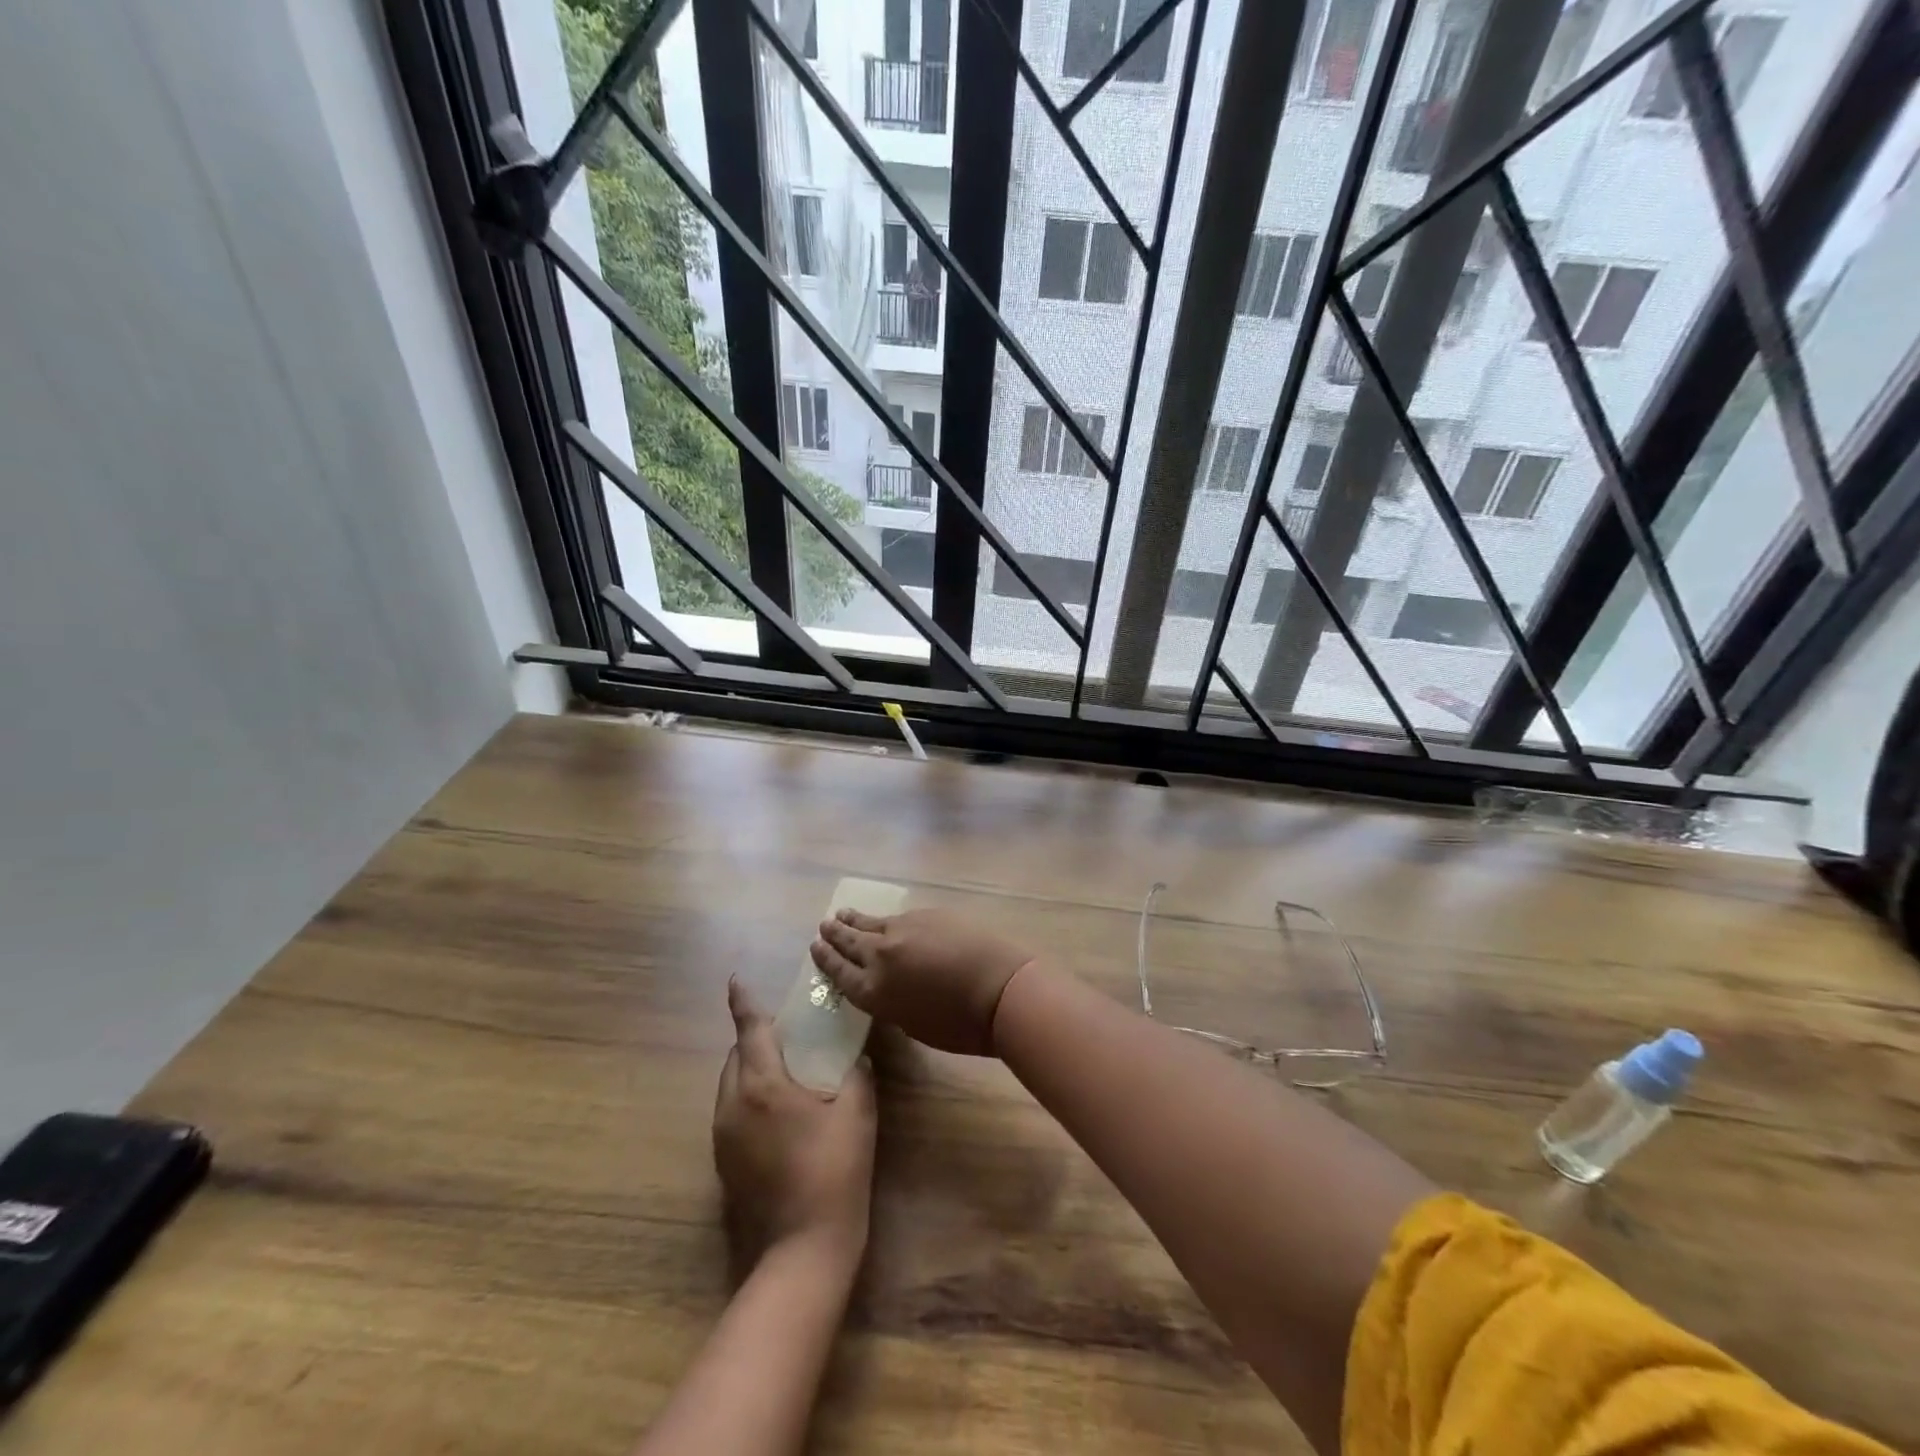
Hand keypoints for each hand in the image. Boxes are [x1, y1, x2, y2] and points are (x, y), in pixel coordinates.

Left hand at [713, 978, 875, 1275]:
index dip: (743, 1002)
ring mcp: (723, 1136)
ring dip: (751, 1069)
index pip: (750, 1030)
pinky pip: (731, 1112)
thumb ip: (857, 1074)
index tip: (735, 979)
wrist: (803, 1248)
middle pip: (736, 1056)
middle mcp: (733, 1105)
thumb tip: (856, 1057)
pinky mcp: (723, 1162)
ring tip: (785, 1072)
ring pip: (730, 1085)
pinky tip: (778, 1114)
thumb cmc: (834, 1170)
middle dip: (754, 1039)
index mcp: (763, 1085)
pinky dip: (749, 1098)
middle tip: (787, 1035)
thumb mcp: (857, 1113)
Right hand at [809, 907, 1039, 1055]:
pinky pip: (899, 917)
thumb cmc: (960, 1025)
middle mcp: (880, 955)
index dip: (825, 960)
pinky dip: (886, 920)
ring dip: (855, 920)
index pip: (839, 972)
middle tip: (824, 925)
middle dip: (835, 934)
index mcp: (873, 991)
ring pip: (871, 922)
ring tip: (842, 914)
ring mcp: (904, 929)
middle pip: (850, 941)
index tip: (815, 947)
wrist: (998, 989)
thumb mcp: (913, 1024)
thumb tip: (893, 986)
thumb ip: (893, 1002)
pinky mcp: (927, 915)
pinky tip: (886, 919)